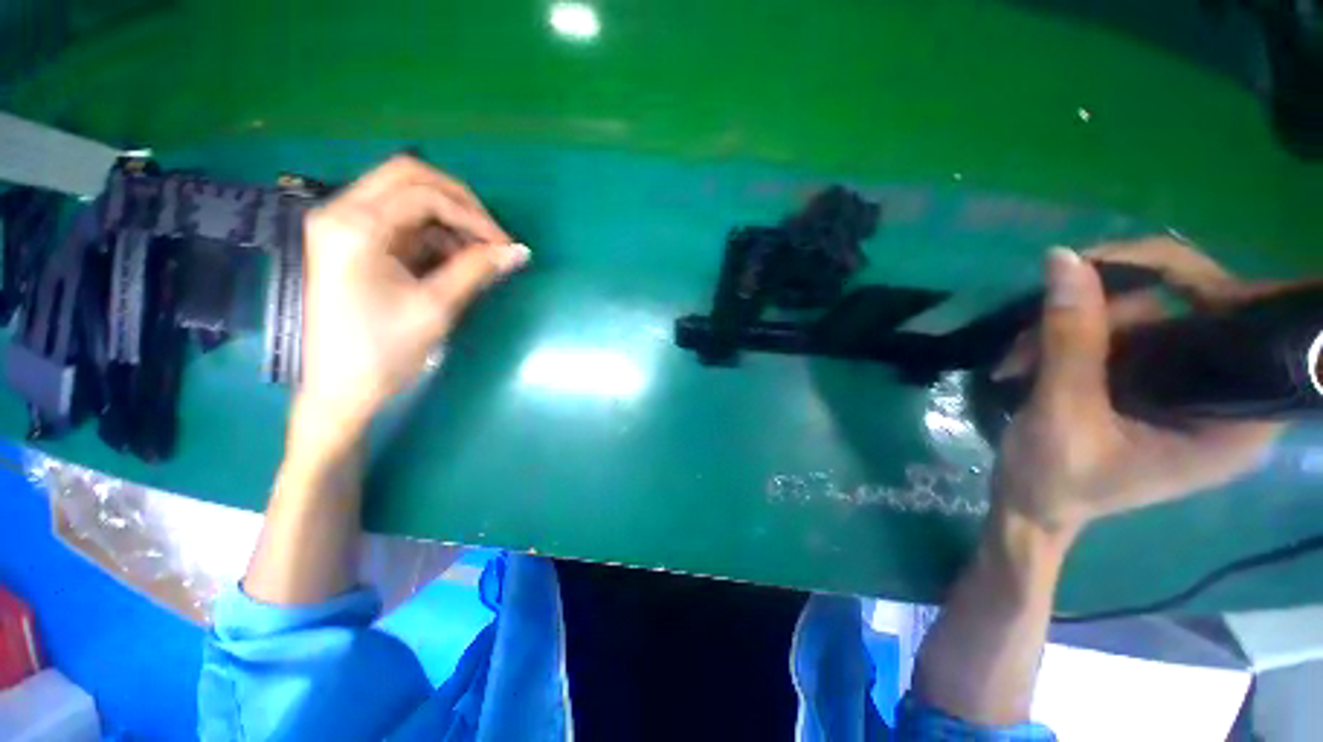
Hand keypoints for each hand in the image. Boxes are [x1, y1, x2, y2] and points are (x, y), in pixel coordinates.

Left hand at [296, 156, 528, 443]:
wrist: (341, 389)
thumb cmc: (384, 350)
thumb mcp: (436, 307)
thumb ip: (478, 269)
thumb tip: (519, 251)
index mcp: (355, 227)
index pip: (424, 195)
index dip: (472, 216)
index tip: (504, 245)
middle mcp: (342, 213)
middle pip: (408, 177)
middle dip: (459, 203)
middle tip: (492, 236)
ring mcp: (344, 226)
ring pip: (405, 197)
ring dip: (448, 220)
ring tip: (478, 255)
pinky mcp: (353, 243)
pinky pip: (400, 222)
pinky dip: (433, 235)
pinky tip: (455, 261)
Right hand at [991, 238, 1283, 535]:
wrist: (1030, 507)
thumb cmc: (1052, 479)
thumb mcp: (1059, 411)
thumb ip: (1069, 337)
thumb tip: (1065, 259)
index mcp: (1233, 421)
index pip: (1239, 318)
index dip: (1181, 277)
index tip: (1103, 269)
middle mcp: (1225, 398)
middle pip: (1187, 311)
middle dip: (1106, 310)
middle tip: (1042, 326)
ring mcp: (1190, 390)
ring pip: (1150, 319)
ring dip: (1079, 325)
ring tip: (1021, 355)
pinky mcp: (1158, 387)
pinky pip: (1129, 336)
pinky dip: (1077, 336)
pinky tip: (1035, 356)